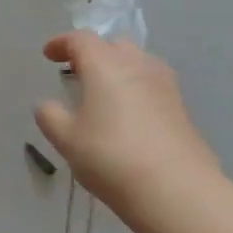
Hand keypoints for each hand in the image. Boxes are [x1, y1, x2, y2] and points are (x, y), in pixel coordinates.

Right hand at [33, 32, 219, 220]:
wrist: (179, 192)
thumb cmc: (112, 157)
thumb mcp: (66, 139)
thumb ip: (50, 116)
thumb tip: (48, 106)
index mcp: (104, 64)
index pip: (80, 39)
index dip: (61, 43)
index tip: (48, 55)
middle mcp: (137, 65)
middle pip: (114, 45)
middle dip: (94, 53)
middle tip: (78, 72)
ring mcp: (165, 86)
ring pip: (139, 64)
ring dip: (119, 70)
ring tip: (105, 93)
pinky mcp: (183, 110)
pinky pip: (153, 87)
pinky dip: (137, 91)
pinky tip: (130, 117)